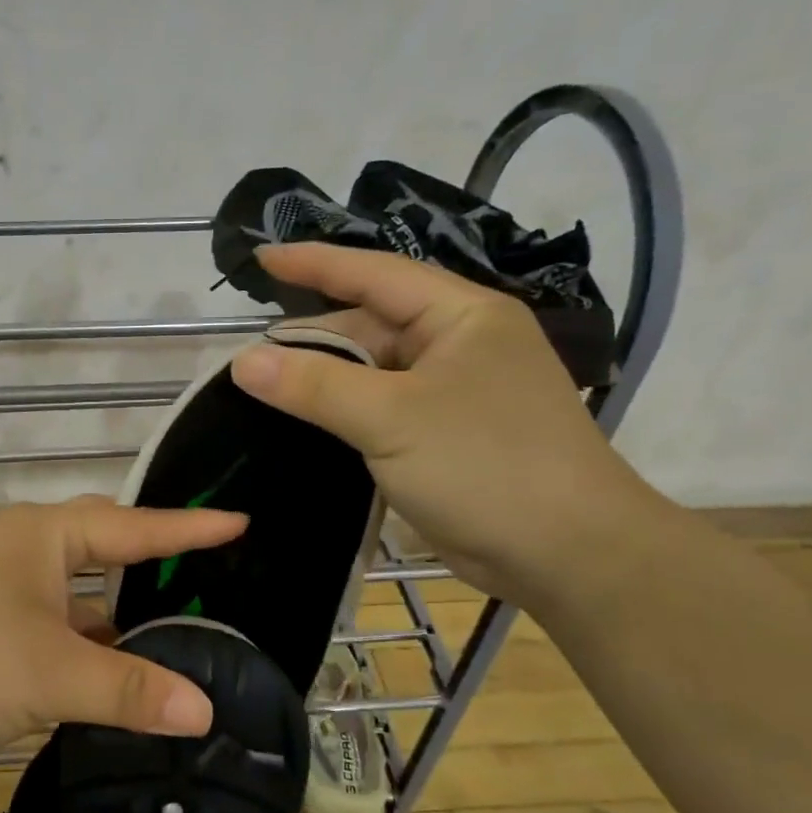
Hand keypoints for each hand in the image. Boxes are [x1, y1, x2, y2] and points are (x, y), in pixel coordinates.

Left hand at [0, 496, 247, 771]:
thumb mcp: (47, 675)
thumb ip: (128, 689)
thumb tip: (205, 709)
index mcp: (43, 536)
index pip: (133, 525)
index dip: (189, 527)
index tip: (241, 521)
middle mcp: (23, 547)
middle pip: (104, 546)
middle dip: (154, 558)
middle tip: (208, 572)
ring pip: (76, 590)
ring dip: (118, 610)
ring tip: (173, 627)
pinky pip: (53, 619)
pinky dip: (84, 638)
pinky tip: (109, 668)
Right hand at [230, 242, 667, 607]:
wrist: (568, 554)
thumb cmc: (485, 466)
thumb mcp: (391, 418)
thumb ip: (315, 385)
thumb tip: (243, 361)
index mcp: (460, 316)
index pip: (375, 274)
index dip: (314, 263)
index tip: (261, 258)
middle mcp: (459, 345)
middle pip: (369, 328)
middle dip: (312, 340)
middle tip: (248, 360)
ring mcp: (454, 394)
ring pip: (372, 373)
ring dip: (323, 383)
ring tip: (263, 393)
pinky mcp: (446, 438)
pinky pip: (380, 412)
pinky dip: (342, 416)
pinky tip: (303, 427)